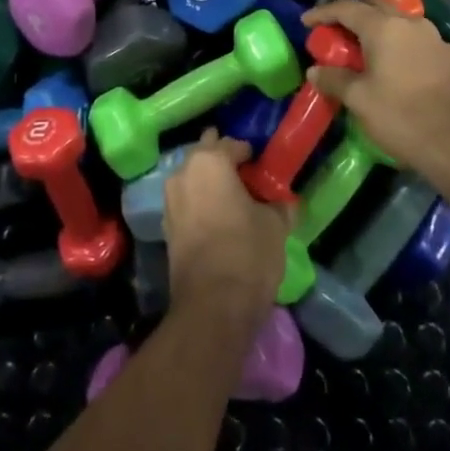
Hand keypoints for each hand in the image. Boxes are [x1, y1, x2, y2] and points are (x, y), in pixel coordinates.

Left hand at [163, 130, 290, 328]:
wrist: (212, 305)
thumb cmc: (247, 253)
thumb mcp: (275, 225)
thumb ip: (278, 206)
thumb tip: (283, 202)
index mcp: (210, 161)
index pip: (232, 145)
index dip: (249, 153)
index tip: (262, 166)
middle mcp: (183, 173)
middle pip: (204, 155)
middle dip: (222, 159)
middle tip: (245, 173)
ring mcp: (170, 200)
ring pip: (192, 178)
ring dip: (208, 181)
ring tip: (232, 196)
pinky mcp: (166, 227)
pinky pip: (186, 202)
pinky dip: (200, 203)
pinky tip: (217, 217)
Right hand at [302, 0, 449, 198]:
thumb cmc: (404, 118)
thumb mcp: (360, 100)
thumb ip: (334, 79)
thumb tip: (316, 70)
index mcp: (384, 27)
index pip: (346, 7)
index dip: (322, 12)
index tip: (306, 22)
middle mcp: (411, 23)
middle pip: (374, 6)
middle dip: (352, 15)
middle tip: (334, 32)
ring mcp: (435, 39)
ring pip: (398, 22)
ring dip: (377, 29)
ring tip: (362, 50)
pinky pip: (415, 40)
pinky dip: (396, 44)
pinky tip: (392, 67)